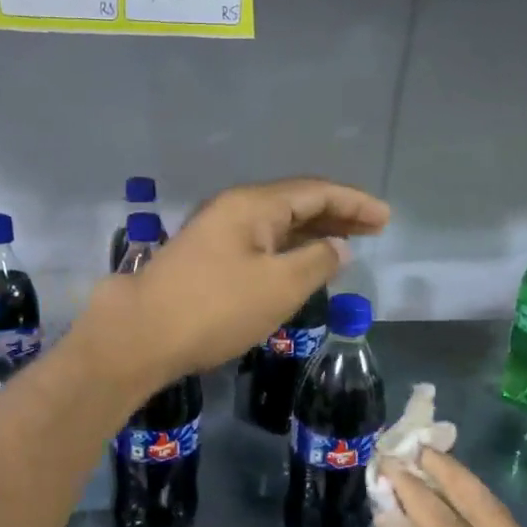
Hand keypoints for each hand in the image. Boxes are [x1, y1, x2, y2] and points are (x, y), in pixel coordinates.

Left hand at [80, 178, 388, 392]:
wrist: (141, 334)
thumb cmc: (215, 309)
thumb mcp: (279, 286)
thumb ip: (316, 262)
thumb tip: (337, 247)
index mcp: (253, 205)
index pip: (315, 192)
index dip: (354, 203)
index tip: (385, 219)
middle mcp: (234, 209)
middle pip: (295, 203)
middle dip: (336, 215)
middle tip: (372, 231)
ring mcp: (216, 233)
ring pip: (276, 225)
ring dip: (312, 233)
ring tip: (345, 246)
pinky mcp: (205, 259)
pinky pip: (259, 244)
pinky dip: (287, 250)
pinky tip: (299, 265)